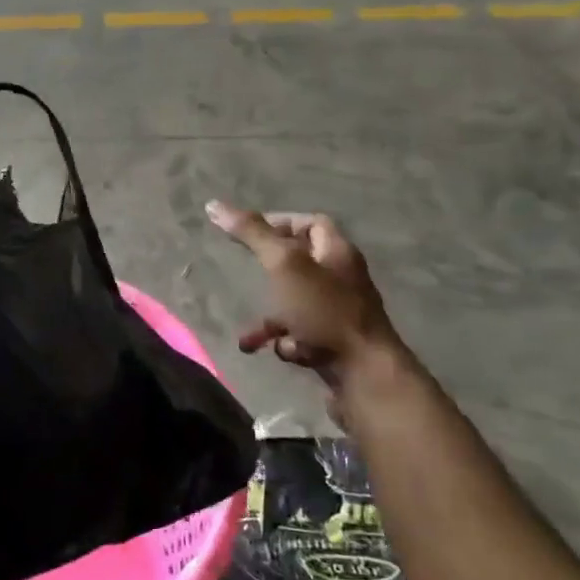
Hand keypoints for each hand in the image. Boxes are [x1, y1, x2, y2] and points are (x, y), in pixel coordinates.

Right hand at [206, 201, 401, 387]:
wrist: (364, 374)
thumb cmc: (324, 310)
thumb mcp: (284, 264)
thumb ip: (252, 234)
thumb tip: (214, 205)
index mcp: (337, 252)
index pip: (312, 222)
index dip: (281, 221)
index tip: (250, 232)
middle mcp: (342, 278)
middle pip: (303, 262)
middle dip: (271, 270)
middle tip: (247, 272)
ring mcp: (340, 313)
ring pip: (297, 303)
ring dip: (271, 315)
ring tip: (250, 332)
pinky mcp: (335, 343)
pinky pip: (303, 334)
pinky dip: (284, 340)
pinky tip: (272, 351)